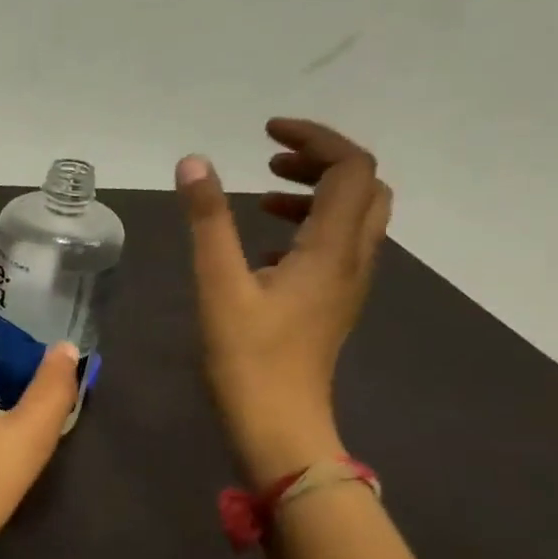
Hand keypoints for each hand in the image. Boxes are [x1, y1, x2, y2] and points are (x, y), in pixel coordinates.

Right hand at [177, 119, 391, 484]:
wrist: (279, 425)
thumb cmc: (248, 357)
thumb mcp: (219, 284)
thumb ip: (208, 221)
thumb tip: (194, 162)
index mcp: (333, 247)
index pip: (350, 168)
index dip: (315, 138)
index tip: (266, 133)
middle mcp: (353, 259)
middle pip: (363, 187)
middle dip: (321, 162)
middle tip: (269, 162)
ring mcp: (347, 285)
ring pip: (353, 218)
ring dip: (314, 195)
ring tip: (260, 199)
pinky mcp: (331, 304)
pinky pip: (335, 247)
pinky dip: (307, 228)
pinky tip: (263, 248)